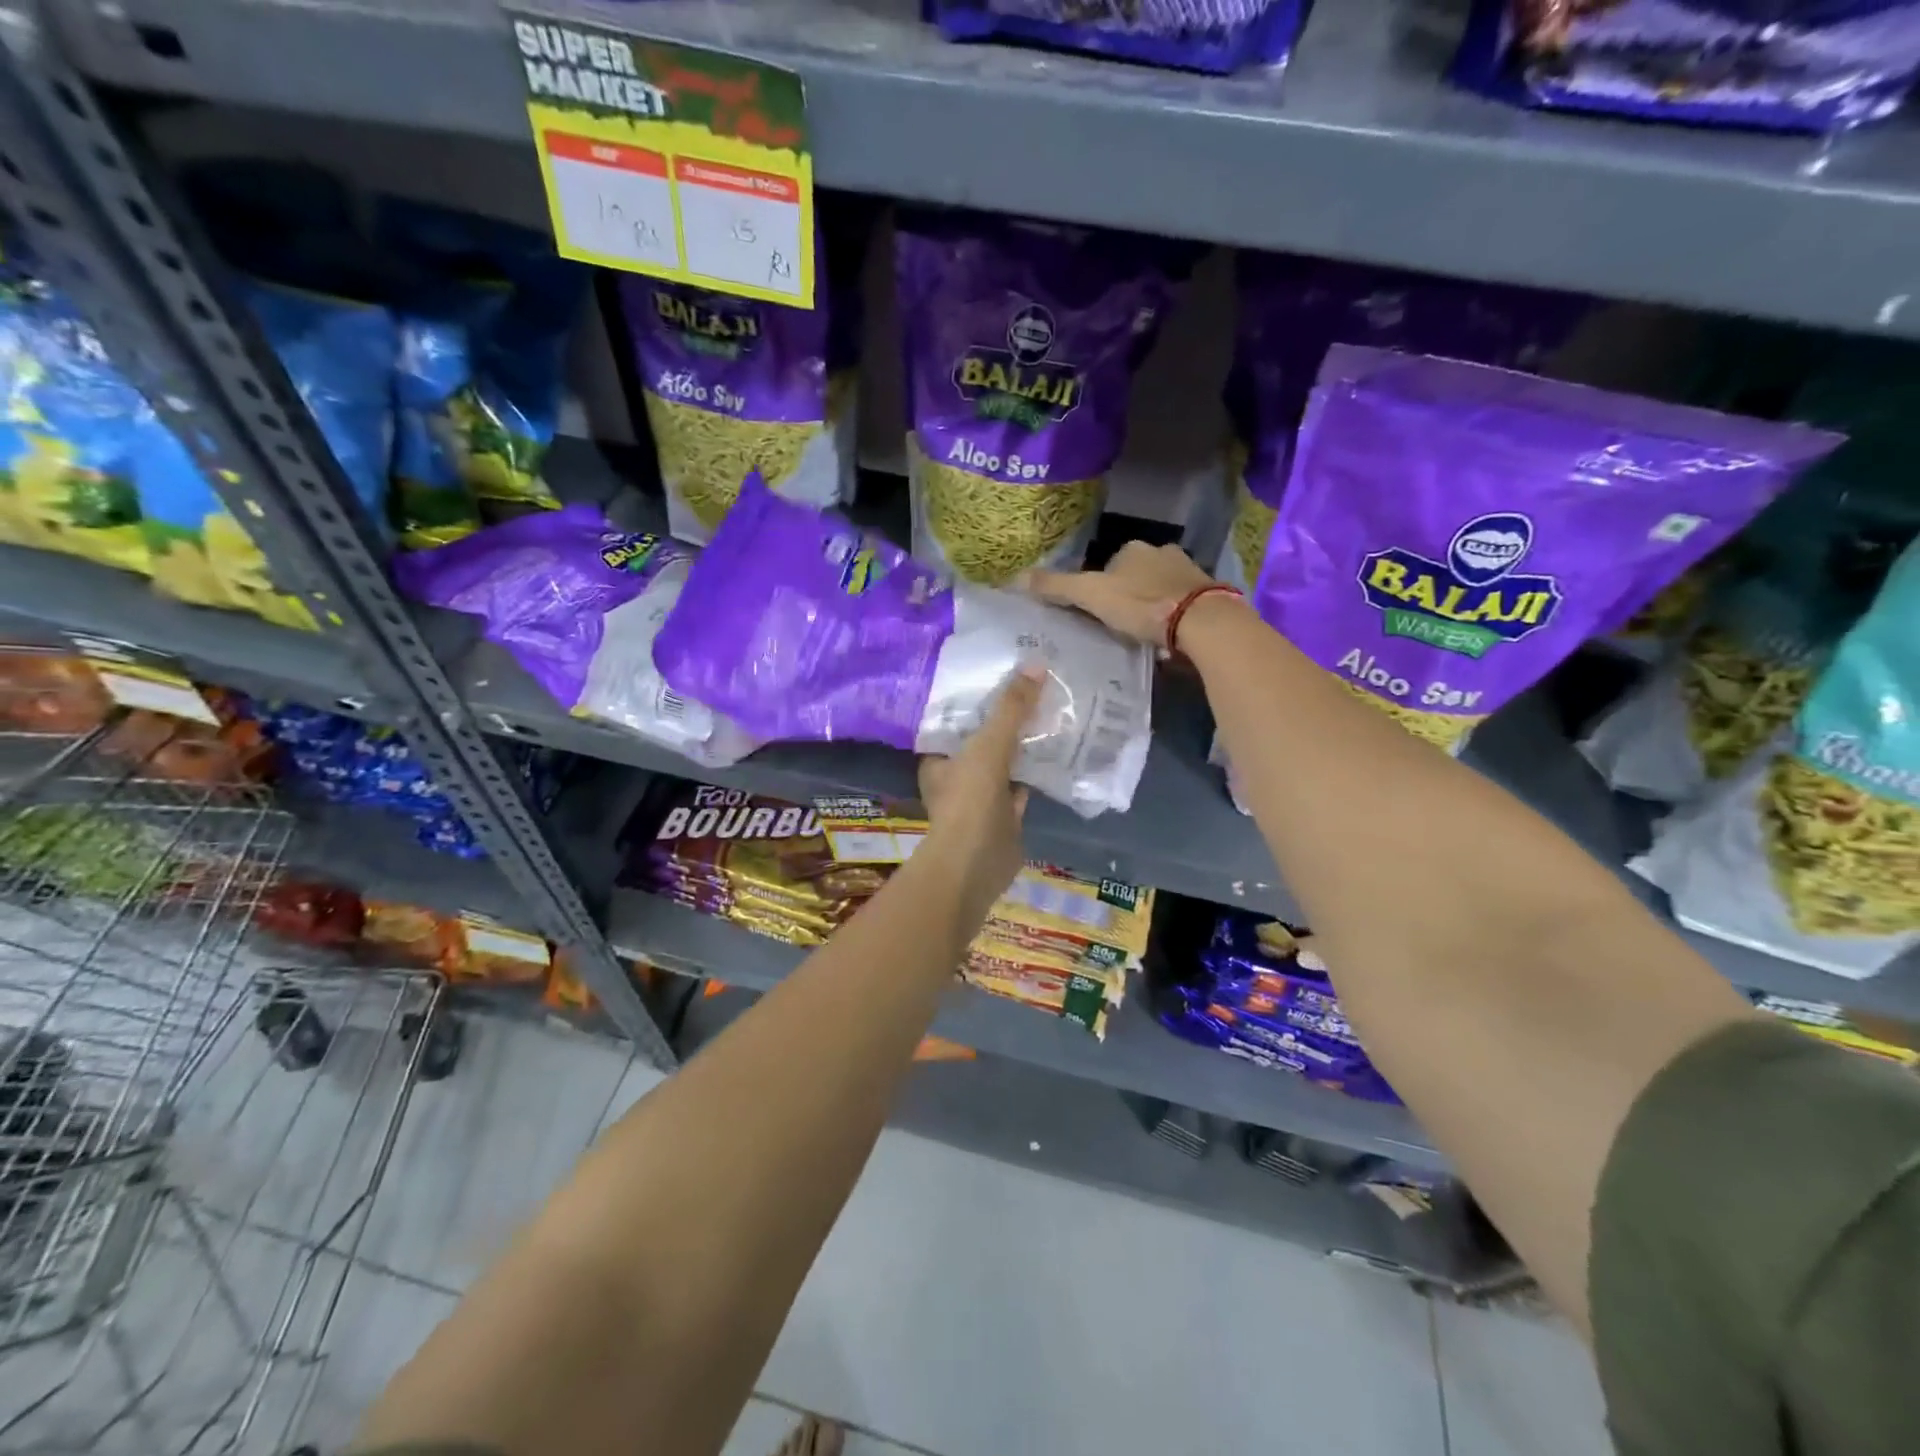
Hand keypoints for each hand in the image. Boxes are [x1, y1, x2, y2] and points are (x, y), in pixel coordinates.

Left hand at [916, 666, 1043, 925]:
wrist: (976, 865)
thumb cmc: (969, 801)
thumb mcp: (987, 745)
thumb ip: (1010, 708)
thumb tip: (1035, 664)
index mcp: (938, 757)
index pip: (955, 717)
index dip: (976, 696)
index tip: (1002, 670)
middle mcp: (956, 775)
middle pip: (983, 737)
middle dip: (1006, 717)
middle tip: (1035, 684)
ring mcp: (981, 796)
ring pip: (1005, 761)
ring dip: (1024, 742)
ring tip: (1051, 708)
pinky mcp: (1005, 815)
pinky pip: (1024, 784)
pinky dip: (1039, 770)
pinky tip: (1061, 749)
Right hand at [1021, 541, 1216, 650]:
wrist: (1201, 621)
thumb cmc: (1141, 605)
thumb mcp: (1090, 595)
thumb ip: (1056, 587)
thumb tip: (1014, 578)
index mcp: (1133, 548)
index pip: (1107, 564)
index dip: (1099, 588)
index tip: (1096, 612)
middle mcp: (1163, 551)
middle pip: (1135, 574)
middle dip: (1127, 594)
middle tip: (1118, 625)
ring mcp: (1189, 571)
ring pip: (1160, 587)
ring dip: (1151, 604)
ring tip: (1142, 633)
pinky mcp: (1208, 593)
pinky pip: (1182, 603)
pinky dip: (1173, 615)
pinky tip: (1168, 635)